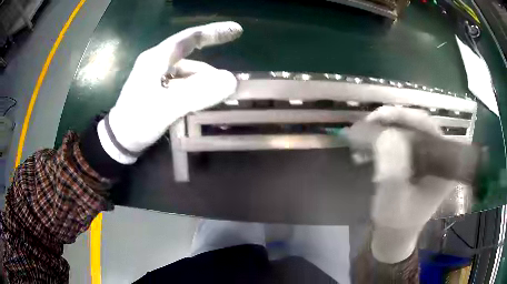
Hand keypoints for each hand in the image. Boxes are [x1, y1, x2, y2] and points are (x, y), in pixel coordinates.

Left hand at [97, 22, 242, 163]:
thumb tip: (231, 80)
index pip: (189, 38)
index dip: (214, 32)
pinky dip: (196, 91)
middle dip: (212, 71)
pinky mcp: (159, 89)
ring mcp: (158, 76)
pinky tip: (204, 102)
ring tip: (220, 100)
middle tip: (231, 83)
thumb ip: (197, 94)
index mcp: (156, 59)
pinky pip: (184, 85)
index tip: (237, 31)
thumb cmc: (138, 121)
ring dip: (205, 85)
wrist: (120, 140)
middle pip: (192, 57)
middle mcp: (158, 63)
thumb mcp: (166, 108)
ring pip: (189, 74)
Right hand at [362, 106, 456, 262]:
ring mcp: (430, 156)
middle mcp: (441, 156)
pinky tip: (373, 141)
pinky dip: (387, 136)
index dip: (404, 117)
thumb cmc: (396, 222)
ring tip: (366, 131)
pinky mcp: (420, 158)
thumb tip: (386, 134)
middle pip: (419, 124)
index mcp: (444, 166)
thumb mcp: (393, 202)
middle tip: (369, 122)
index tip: (378, 117)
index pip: (429, 129)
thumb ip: (393, 172)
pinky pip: (405, 138)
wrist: (396, 233)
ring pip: (411, 128)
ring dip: (388, 127)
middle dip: (393, 120)